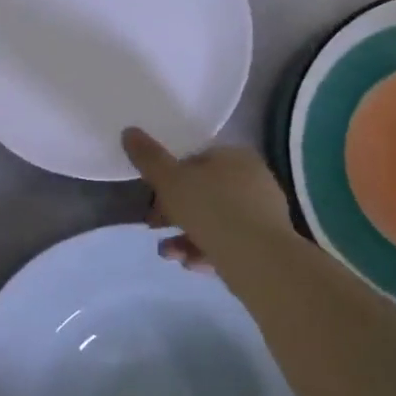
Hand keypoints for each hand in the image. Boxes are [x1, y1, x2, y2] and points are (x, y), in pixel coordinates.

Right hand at [123, 128, 295, 272]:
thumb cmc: (211, 209)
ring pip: (214, 220)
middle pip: (203, 191)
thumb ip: (148, 157)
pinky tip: (190, 264)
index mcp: (234, 156)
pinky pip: (228, 242)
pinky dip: (206, 250)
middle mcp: (253, 179)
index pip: (195, 159)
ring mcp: (263, 213)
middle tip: (154, 226)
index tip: (152, 196)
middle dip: (174, 211)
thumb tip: (129, 131)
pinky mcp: (266, 244)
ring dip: (186, 235)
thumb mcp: (170, 181)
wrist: (259, 260)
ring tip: (168, 253)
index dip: (169, 177)